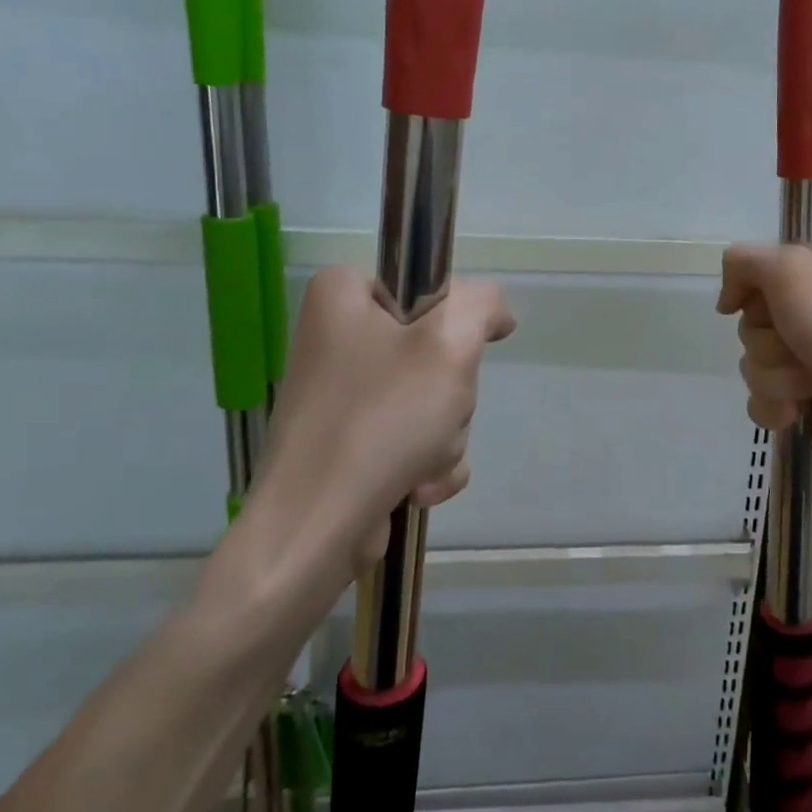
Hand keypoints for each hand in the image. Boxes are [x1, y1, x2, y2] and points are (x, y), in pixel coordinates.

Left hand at [249, 267, 515, 573]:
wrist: (316, 527)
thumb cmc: (382, 419)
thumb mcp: (449, 343)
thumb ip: (482, 305)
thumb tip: (495, 315)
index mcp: (341, 296)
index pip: (425, 284)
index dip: (456, 319)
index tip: (462, 354)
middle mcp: (334, 337)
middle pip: (433, 347)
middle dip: (450, 393)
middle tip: (436, 415)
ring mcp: (340, 393)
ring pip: (431, 397)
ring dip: (445, 434)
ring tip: (421, 461)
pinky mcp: (347, 440)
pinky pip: (412, 436)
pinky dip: (426, 462)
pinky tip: (416, 486)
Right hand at [717, 241, 811, 470]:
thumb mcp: (788, 267)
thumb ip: (742, 262)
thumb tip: (727, 302)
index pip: (757, 272)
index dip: (751, 291)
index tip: (761, 303)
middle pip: (750, 321)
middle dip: (766, 340)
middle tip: (797, 344)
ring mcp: (810, 356)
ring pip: (752, 362)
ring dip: (775, 375)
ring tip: (811, 382)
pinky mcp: (805, 398)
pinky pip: (760, 398)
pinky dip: (774, 405)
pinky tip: (796, 410)